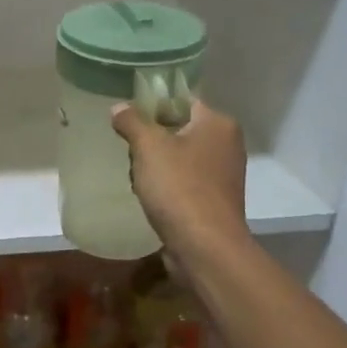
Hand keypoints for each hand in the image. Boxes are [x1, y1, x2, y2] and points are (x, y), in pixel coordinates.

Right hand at [111, 99, 248, 257]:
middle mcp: (227, 145)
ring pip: (178, 158)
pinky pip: (184, 183)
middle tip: (132, 154)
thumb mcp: (148, 147)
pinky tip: (150, 199)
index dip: (153, 106)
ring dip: (155, 167)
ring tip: (138, 180)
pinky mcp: (214, 201)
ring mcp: (223, 175)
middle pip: (178, 130)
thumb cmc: (179, 187)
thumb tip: (119, 107)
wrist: (204, 246)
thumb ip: (132, 121)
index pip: (182, 101)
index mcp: (218, 123)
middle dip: (150, 142)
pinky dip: (166, 188)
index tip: (128, 119)